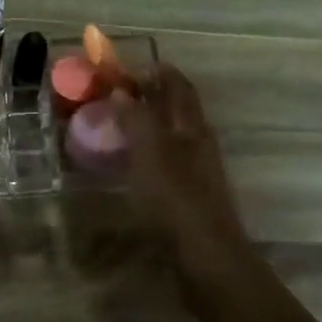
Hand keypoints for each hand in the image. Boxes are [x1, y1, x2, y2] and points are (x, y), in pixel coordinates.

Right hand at [111, 65, 248, 267]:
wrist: (205, 254)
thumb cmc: (175, 198)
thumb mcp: (149, 152)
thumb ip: (136, 118)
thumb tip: (122, 89)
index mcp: (191, 125)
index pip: (176, 83)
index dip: (152, 70)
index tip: (122, 67)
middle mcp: (198, 140)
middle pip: (176, 105)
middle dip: (150, 92)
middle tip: (116, 92)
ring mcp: (197, 166)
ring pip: (172, 131)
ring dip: (148, 120)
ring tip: (118, 122)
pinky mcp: (189, 190)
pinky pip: (167, 156)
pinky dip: (148, 147)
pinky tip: (131, 160)